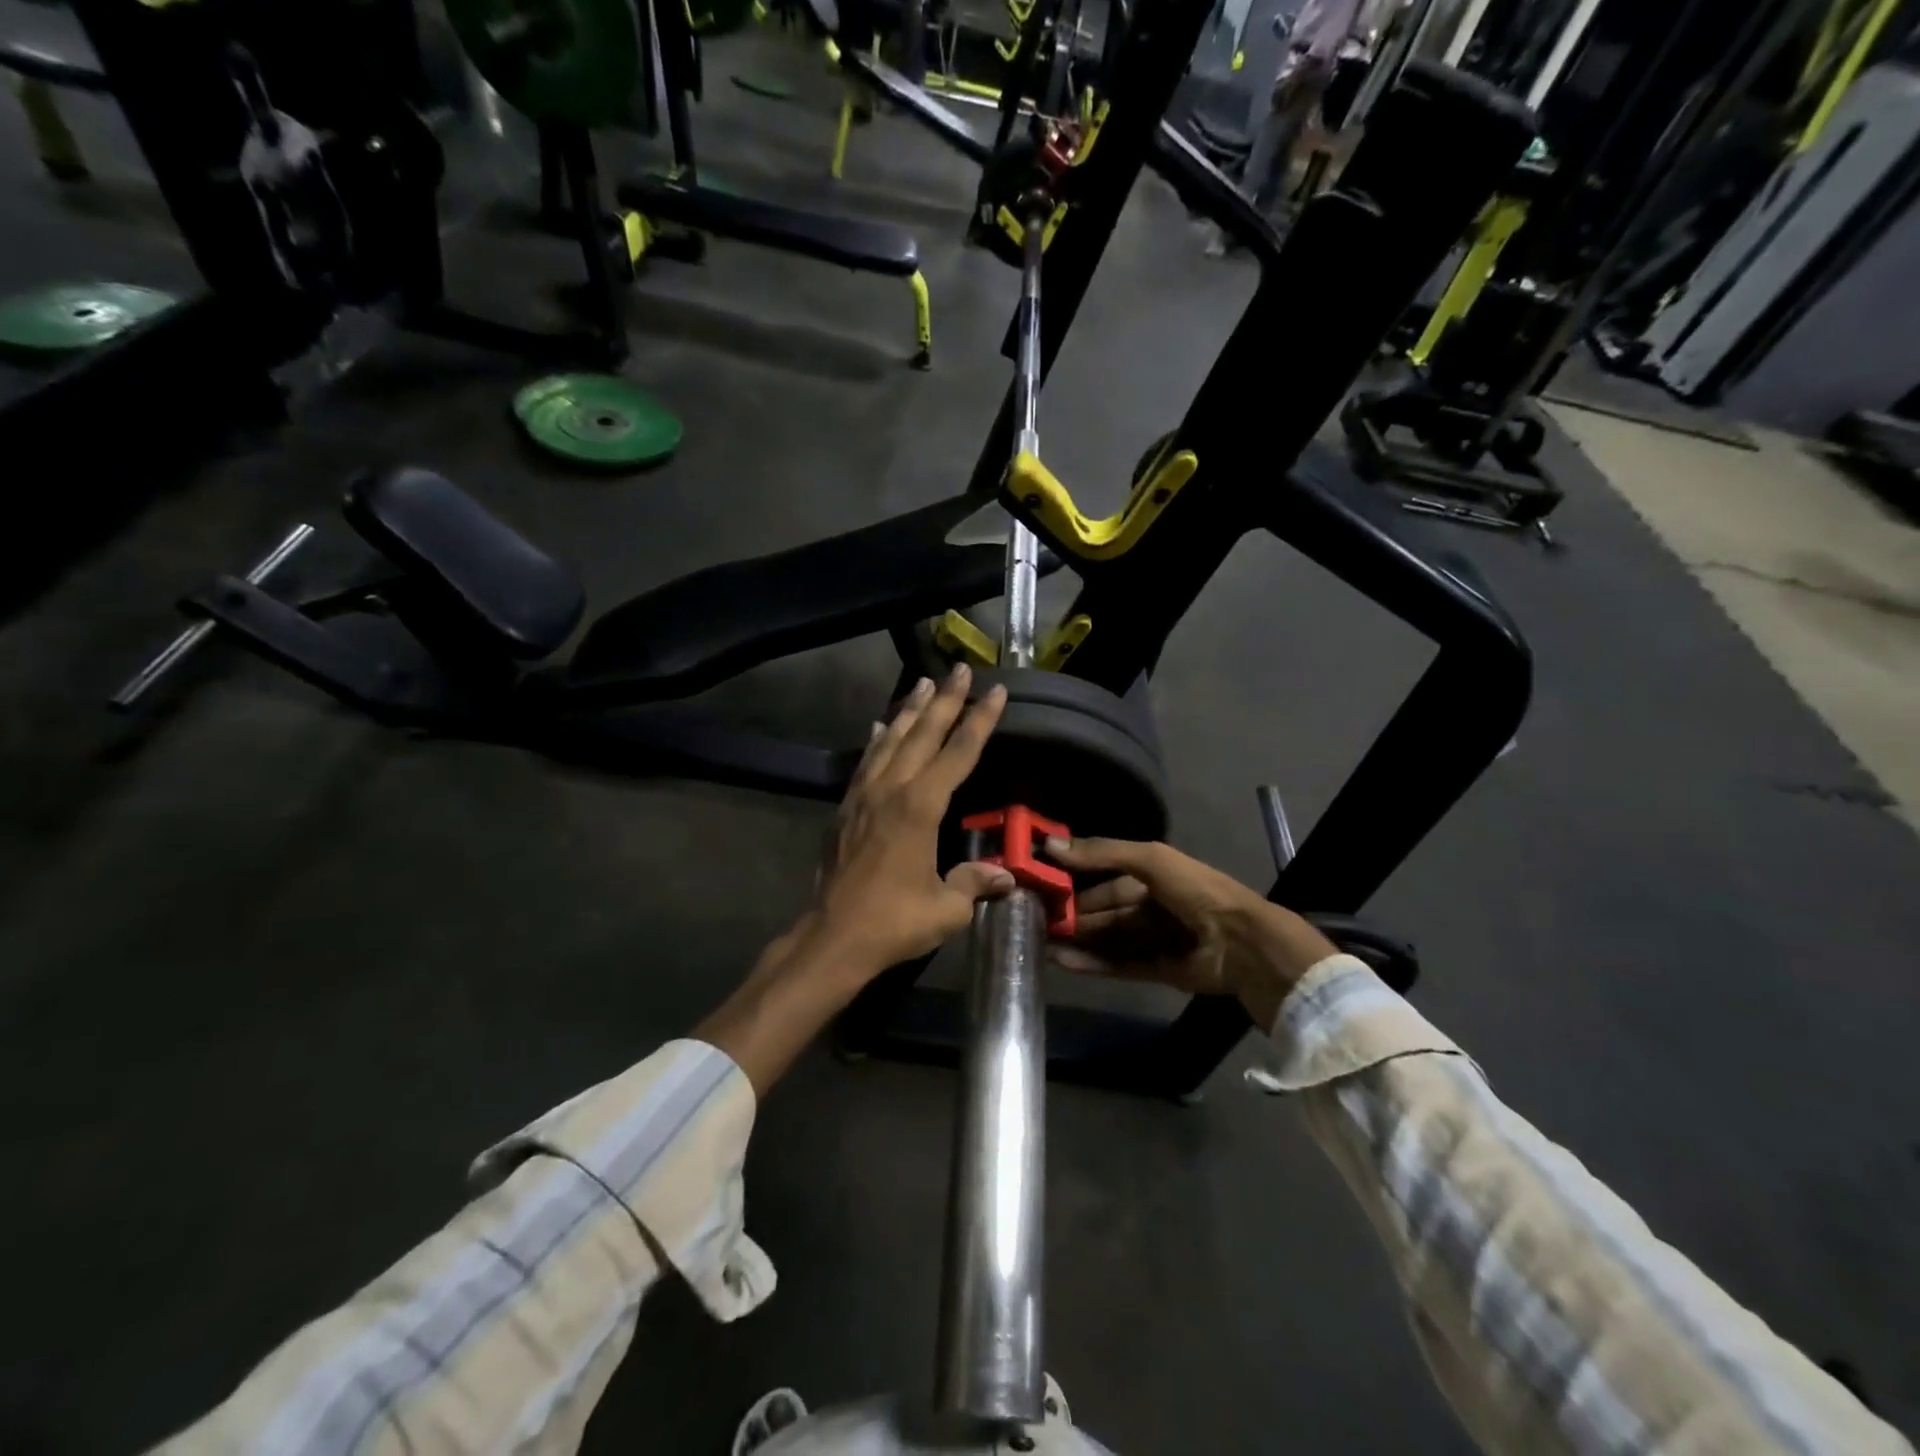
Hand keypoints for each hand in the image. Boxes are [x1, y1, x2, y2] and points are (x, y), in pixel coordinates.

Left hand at [813, 663, 1013, 976]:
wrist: (834, 937)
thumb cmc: (895, 922)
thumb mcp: (947, 908)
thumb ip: (975, 883)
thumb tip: (1006, 877)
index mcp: (921, 807)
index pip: (958, 753)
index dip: (979, 721)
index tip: (996, 691)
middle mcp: (891, 790)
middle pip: (923, 734)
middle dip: (944, 700)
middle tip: (959, 670)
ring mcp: (863, 796)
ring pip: (890, 740)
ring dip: (909, 710)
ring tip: (922, 683)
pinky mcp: (846, 809)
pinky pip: (866, 762)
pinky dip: (877, 741)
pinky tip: (881, 728)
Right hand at [1044, 837, 1337, 1032]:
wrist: (1240, 943)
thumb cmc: (1194, 890)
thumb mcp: (1149, 859)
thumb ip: (1102, 853)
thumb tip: (1049, 845)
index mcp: (1150, 874)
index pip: (1102, 875)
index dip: (1073, 877)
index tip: (1038, 880)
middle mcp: (1149, 905)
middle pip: (1100, 909)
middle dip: (1070, 912)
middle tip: (1031, 916)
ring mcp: (1151, 939)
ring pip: (1104, 938)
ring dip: (1075, 939)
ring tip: (1037, 942)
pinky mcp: (1154, 969)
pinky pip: (1116, 964)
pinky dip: (1089, 962)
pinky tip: (1061, 960)